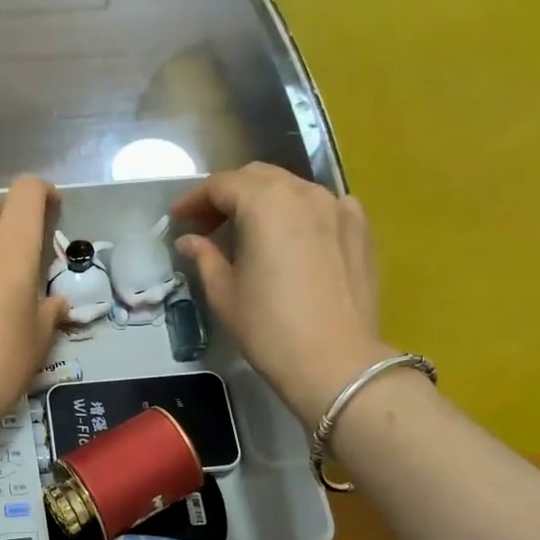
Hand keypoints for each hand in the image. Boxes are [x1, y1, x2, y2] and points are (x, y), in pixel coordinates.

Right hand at [172, 163, 392, 429]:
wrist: (335, 361)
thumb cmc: (269, 328)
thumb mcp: (224, 293)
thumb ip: (205, 257)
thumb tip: (190, 240)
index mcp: (266, 203)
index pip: (222, 185)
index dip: (195, 199)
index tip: (178, 217)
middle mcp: (305, 193)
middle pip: (258, 178)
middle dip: (228, 195)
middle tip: (207, 224)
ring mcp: (339, 207)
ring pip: (292, 189)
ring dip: (264, 202)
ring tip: (247, 232)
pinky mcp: (361, 229)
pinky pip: (323, 206)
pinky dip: (298, 213)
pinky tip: (291, 239)